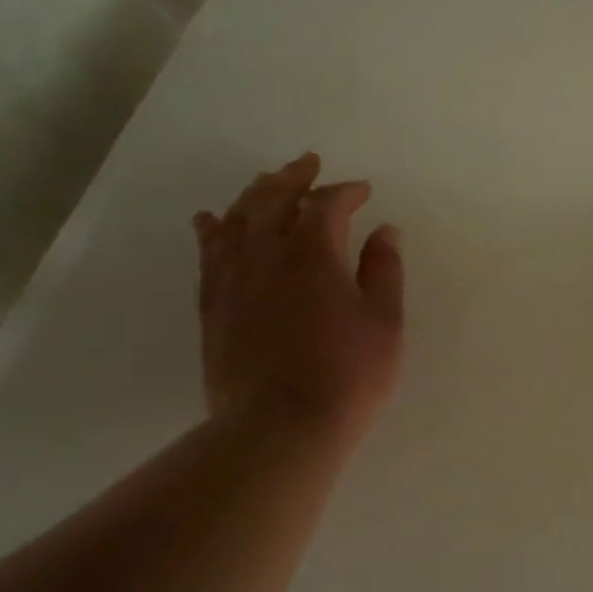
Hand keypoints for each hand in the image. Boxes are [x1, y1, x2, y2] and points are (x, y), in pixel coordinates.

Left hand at [194, 153, 404, 437]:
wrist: (279, 427)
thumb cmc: (346, 375)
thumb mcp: (384, 322)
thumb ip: (384, 270)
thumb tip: (384, 231)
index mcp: (314, 252)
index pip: (327, 203)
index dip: (346, 191)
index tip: (363, 191)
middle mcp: (267, 253)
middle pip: (273, 197)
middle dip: (294, 176)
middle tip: (308, 163)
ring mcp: (233, 278)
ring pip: (236, 218)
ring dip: (253, 193)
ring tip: (266, 181)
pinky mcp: (213, 304)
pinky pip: (208, 253)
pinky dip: (212, 229)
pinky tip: (210, 219)